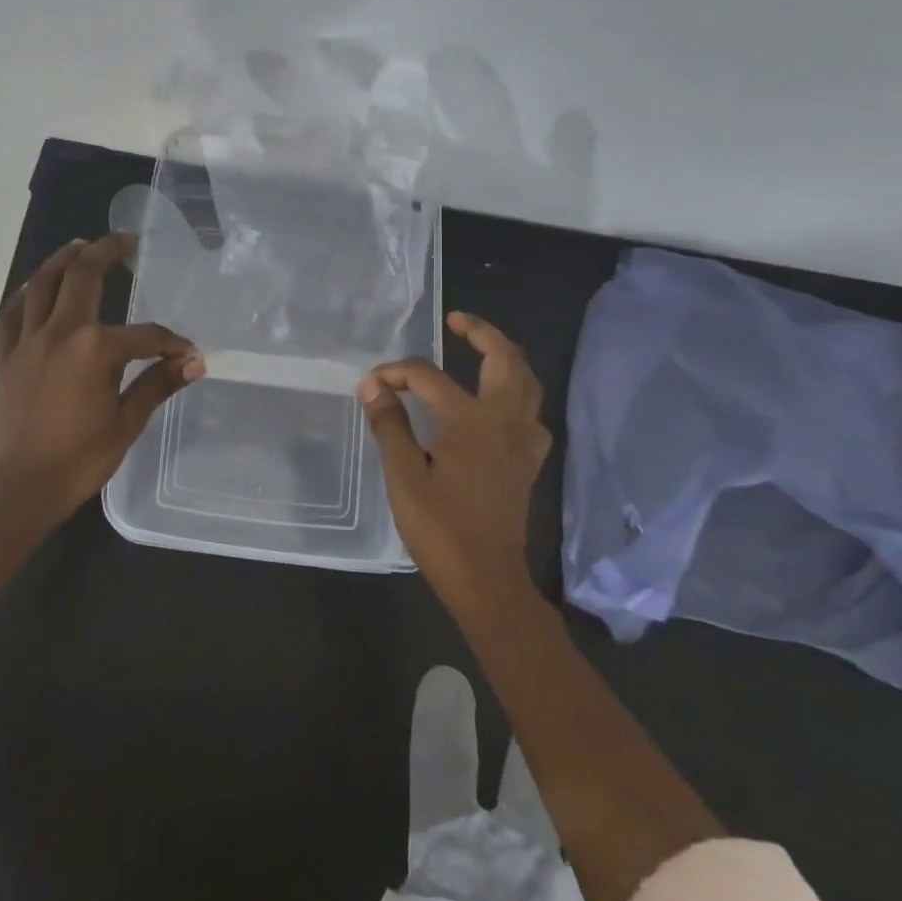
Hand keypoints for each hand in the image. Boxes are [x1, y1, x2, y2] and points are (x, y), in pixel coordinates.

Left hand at [0, 233, 204, 515]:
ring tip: (79, 245)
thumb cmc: (79, 459)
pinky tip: (35, 286)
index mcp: (95, 348)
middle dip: (107, 252)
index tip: (186, 353)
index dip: (170, 341)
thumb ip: (158, 384)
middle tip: (125, 240)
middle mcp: (60, 332)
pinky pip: (14, 312)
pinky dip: (26, 293)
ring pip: (42, 284)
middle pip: (83, 276)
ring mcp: (28, 340)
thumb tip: (194, 363)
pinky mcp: (7, 356)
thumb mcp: (126, 422)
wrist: (19, 487)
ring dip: (63, 259)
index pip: (144, 334)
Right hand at [359, 311, 549, 609]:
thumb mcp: (403, 475)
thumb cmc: (440, 527)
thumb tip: (372, 386)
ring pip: (527, 382)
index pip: (426, 376)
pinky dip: (517, 396)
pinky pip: (531, 414)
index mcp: (469, 419)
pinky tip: (499, 407)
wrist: (487, 580)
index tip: (370, 385)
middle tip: (457, 321)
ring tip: (482, 350)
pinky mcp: (528, 462)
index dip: (394, 374)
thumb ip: (389, 425)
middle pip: (504, 358)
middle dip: (482, 332)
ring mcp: (522, 441)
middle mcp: (503, 420)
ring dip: (506, 358)